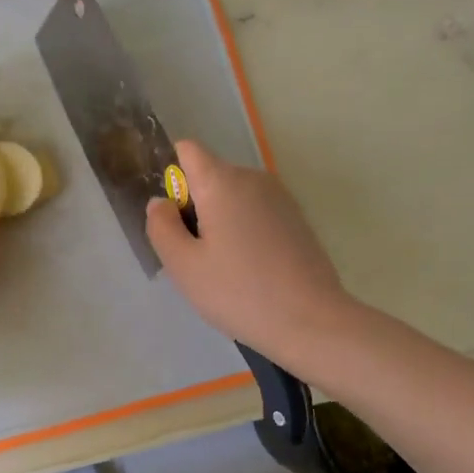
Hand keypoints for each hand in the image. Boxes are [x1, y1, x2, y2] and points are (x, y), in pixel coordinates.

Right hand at [145, 139, 346, 357]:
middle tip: (194, 255)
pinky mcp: (296, 219)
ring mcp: (279, 197)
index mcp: (222, 181)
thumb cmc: (239, 292)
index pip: (187, 150)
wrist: (312, 322)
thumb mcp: (183, 265)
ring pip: (233, 196)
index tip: (173, 218)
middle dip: (195, 206)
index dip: (172, 177)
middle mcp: (252, 178)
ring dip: (219, 220)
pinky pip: (255, 211)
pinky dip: (244, 230)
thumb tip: (160, 202)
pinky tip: (250, 269)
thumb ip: (161, 226)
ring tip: (223, 267)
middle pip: (210, 175)